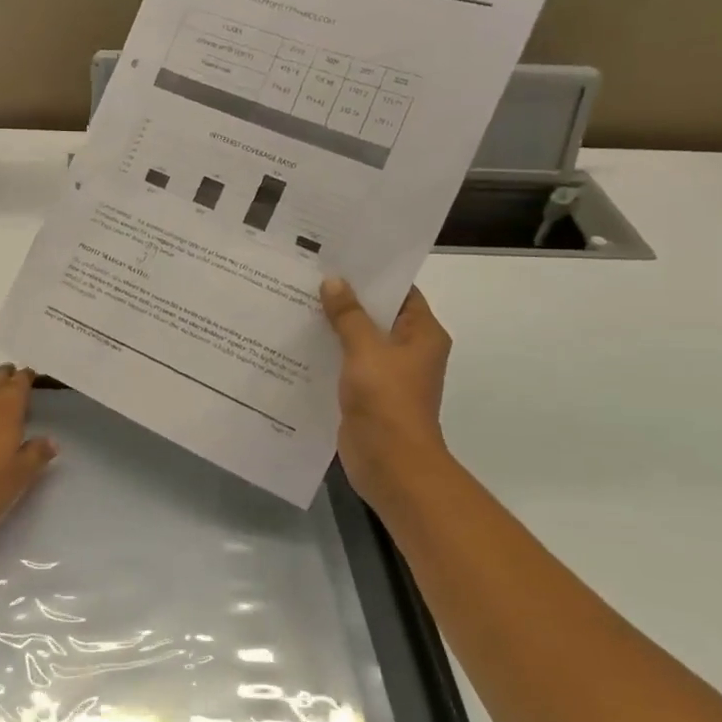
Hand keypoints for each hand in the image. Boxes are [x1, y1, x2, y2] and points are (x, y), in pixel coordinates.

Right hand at [321, 278, 452, 516]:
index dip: (373, 275)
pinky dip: (328, 354)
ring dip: (334, 327)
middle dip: (347, 299)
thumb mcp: (365, 350)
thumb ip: (349, 315)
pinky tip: (299, 342)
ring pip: (359, 341)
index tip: (341, 258)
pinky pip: (347, 365)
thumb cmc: (387, 400)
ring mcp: (388, 374)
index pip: (401, 292)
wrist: (390, 463)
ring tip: (298, 302)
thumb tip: (334, 281)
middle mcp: (409, 351)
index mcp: (423, 334)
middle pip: (377, 315)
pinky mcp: (368, 394)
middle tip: (310, 276)